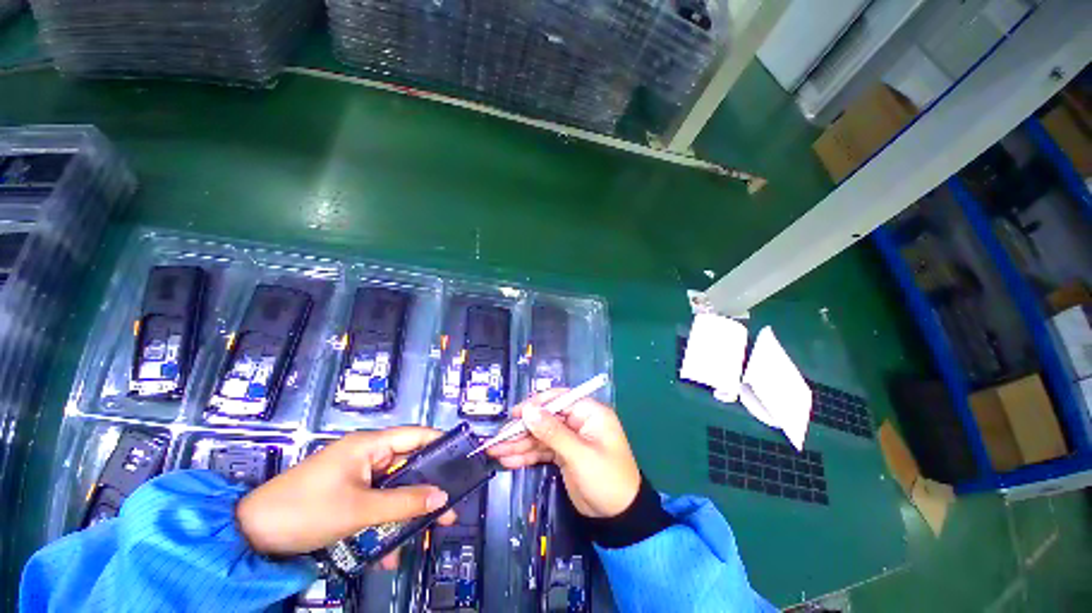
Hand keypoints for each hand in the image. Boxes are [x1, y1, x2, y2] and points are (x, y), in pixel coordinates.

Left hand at [236, 427, 455, 565]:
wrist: (249, 535)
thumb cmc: (305, 510)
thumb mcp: (359, 509)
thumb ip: (404, 503)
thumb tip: (442, 498)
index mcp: (370, 445)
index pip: (417, 435)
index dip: (441, 444)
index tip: (463, 460)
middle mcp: (367, 456)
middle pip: (408, 466)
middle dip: (428, 489)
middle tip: (449, 510)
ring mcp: (357, 477)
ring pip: (394, 491)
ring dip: (406, 514)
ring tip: (424, 537)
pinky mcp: (348, 496)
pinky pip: (376, 506)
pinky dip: (384, 525)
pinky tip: (387, 554)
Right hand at [488, 390, 640, 518]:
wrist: (619, 518)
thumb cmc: (606, 480)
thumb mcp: (580, 455)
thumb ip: (553, 432)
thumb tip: (529, 411)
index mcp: (589, 413)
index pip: (559, 400)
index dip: (536, 405)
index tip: (515, 415)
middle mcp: (579, 421)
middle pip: (546, 418)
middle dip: (522, 429)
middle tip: (498, 439)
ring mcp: (570, 438)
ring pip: (540, 435)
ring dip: (519, 444)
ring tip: (496, 452)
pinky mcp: (563, 454)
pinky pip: (542, 450)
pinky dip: (526, 455)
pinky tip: (509, 460)